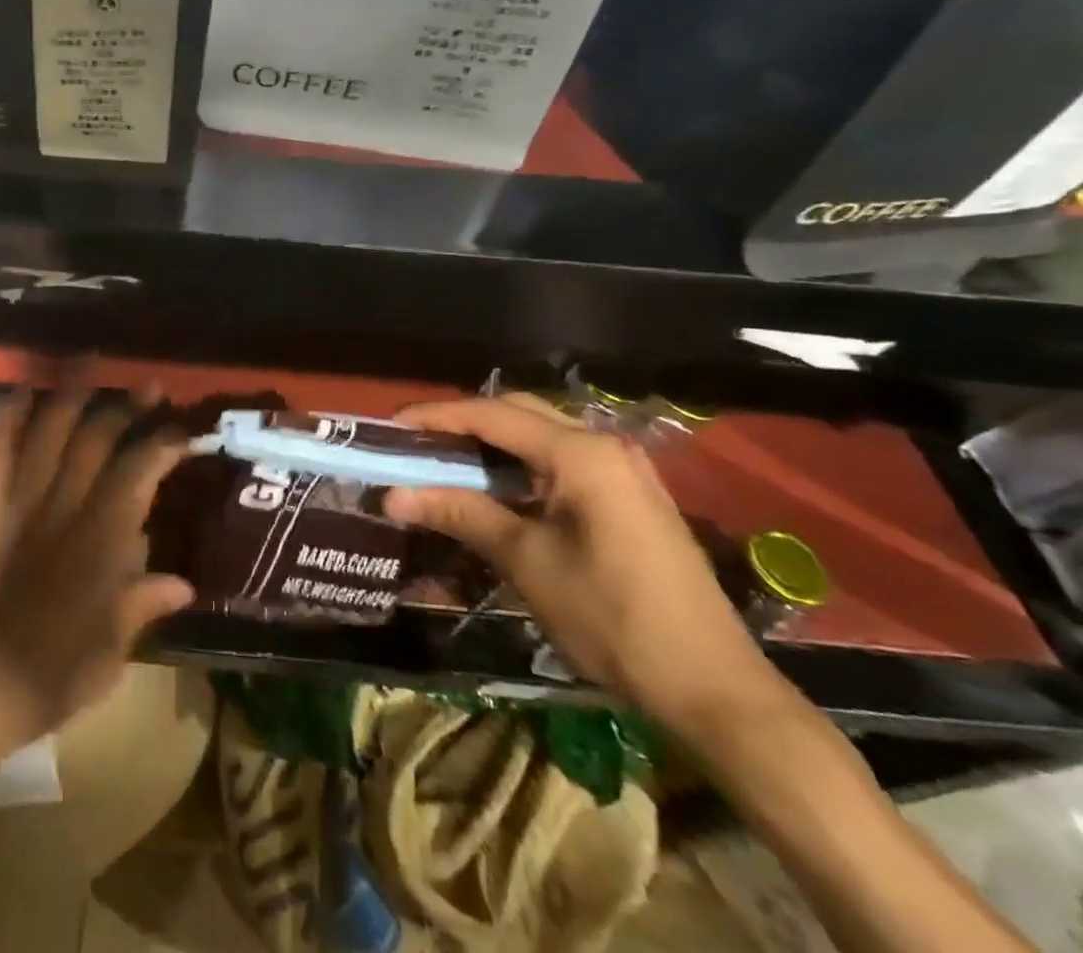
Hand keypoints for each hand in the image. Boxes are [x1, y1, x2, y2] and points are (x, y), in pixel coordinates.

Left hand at [0, 384, 194, 770]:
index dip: (163, 446)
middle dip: (125, 407)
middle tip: (150, 384)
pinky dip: (9, 417)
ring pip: (49, 434)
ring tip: (91, 362)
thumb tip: (184, 581)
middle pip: (96, 443)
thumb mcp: (104, 661)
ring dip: (71, 394)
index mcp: (99, 550)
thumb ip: (140, 610)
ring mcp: (18, 507)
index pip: (138, 477)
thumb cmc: (37, 685)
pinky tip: (24, 392)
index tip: (184, 430)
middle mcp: (62, 515)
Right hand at [384, 393, 787, 737]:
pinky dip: (521, 465)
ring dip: (491, 443)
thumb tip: (392, 495)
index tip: (390, 428)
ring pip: (541, 436)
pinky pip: (563, 462)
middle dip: (462, 423)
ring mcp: (624, 472)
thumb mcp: (527, 562)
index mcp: (581, 454)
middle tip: (416, 445)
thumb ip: (461, 513)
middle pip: (518, 413)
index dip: (436, 417)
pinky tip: (497, 490)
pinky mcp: (631, 498)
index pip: (491, 415)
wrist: (713, 690)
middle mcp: (605, 447)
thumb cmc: (613, 619)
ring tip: (445, 463)